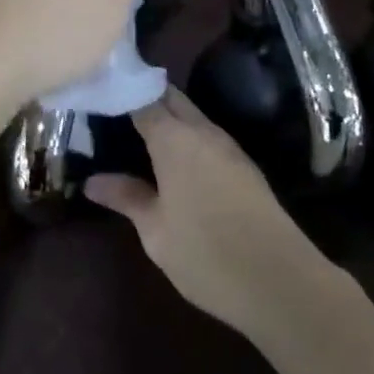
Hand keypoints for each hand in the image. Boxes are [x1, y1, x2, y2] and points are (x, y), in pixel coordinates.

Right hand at [86, 89, 329, 338]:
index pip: (142, 98)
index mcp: (174, 139)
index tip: (98, 96)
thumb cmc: (207, 255)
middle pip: (169, 98)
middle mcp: (202, 131)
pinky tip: (173, 160)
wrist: (280, 281)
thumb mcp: (156, 232)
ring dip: (167, 117)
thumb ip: (127, 198)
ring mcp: (228, 146)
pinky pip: (207, 135)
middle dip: (143, 96)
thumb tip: (92, 181)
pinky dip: (186, 136)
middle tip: (113, 112)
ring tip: (137, 134)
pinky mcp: (244, 165)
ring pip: (191, 115)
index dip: (120, 93)